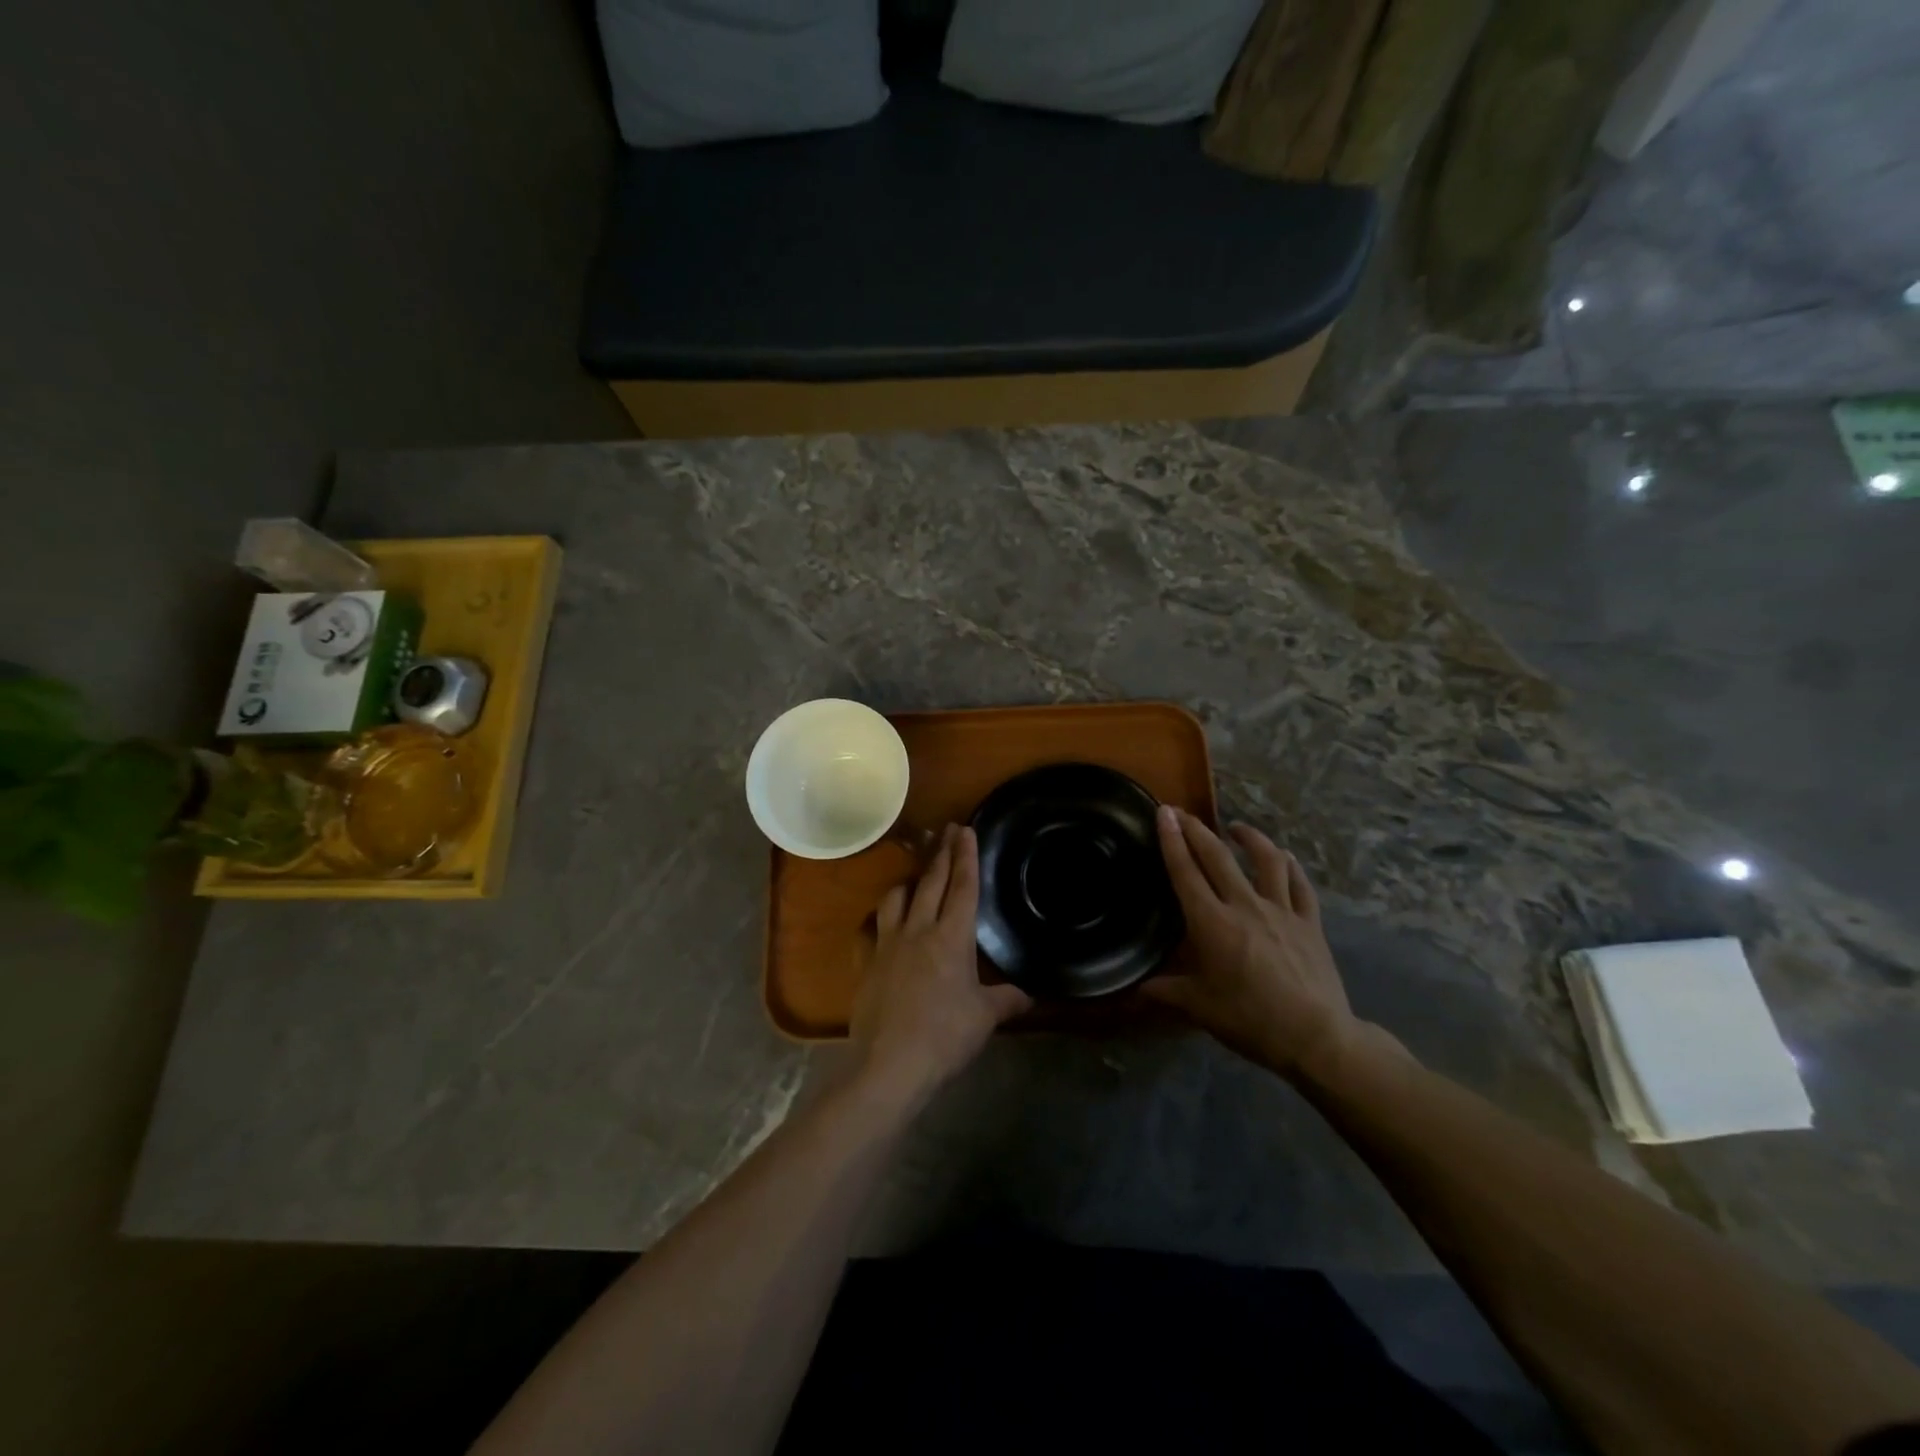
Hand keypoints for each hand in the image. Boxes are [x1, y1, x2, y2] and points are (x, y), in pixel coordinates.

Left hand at [849, 824, 1030, 1108]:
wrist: (890, 1063)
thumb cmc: (945, 1036)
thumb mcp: (985, 1018)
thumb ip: (1006, 1000)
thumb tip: (1028, 995)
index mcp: (952, 937)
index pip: (962, 886)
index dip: (966, 856)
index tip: (966, 829)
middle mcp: (918, 929)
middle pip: (930, 881)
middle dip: (941, 853)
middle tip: (947, 830)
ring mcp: (887, 944)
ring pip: (896, 898)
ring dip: (908, 882)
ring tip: (916, 876)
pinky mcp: (866, 962)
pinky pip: (869, 930)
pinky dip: (876, 920)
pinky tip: (879, 923)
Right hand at [1145, 806, 1360, 1081]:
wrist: (1315, 1037)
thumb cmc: (1250, 1020)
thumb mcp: (1199, 1008)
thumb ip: (1167, 991)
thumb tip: (1137, 988)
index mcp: (1211, 922)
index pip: (1185, 871)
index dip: (1171, 840)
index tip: (1163, 812)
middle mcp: (1244, 905)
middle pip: (1218, 857)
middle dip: (1197, 830)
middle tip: (1183, 812)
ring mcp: (1281, 911)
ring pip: (1266, 860)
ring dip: (1250, 838)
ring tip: (1236, 827)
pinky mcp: (1310, 923)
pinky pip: (1301, 885)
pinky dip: (1291, 866)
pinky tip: (1286, 857)